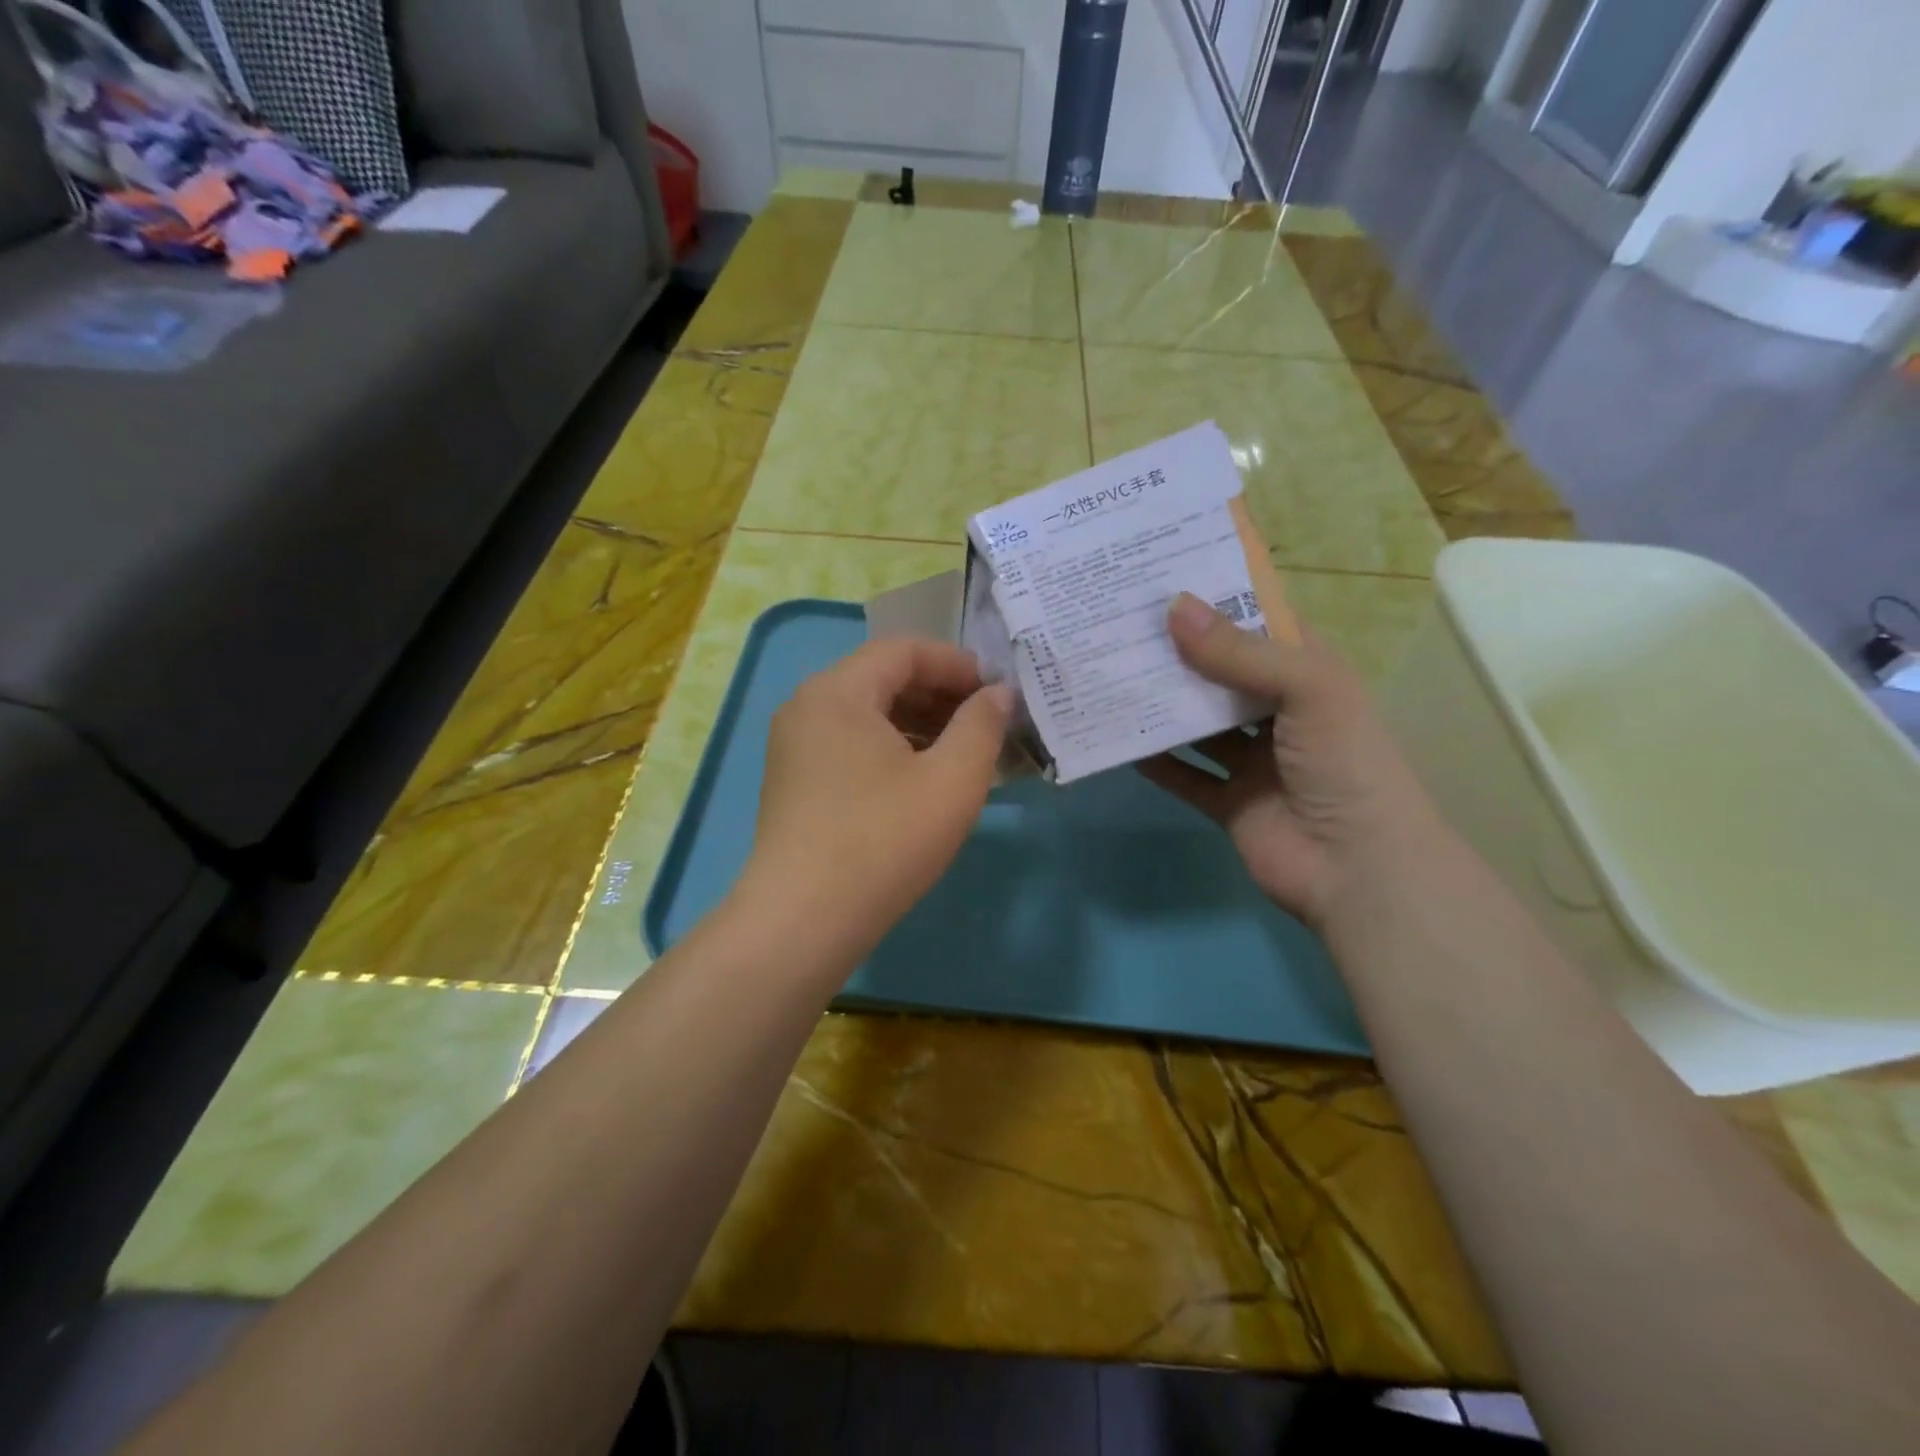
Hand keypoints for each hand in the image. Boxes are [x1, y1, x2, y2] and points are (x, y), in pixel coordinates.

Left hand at [739, 637, 1012, 958]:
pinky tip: (922, 780)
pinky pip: (850, 744)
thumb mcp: (952, 780)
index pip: (904, 650)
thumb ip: (982, 725)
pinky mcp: (794, 781)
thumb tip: (997, 694)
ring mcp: (794, 745)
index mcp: (838, 691)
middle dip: (940, 694)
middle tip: (986, 724)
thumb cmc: (884, 841)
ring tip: (962, 753)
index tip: (997, 693)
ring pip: (867, 713)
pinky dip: (891, 748)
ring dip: (918, 723)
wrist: (803, 921)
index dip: (957, 664)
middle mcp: (807, 706)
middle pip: (883, 678)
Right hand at [1139, 593, 1445, 929]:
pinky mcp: (1228, 801)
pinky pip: (1183, 775)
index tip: (1164, 579)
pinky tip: (1118, 739)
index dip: (1220, 601)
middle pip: (1220, 673)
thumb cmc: (1344, 764)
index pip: (1260, 625)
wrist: (1358, 870)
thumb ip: (1238, 652)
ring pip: (1197, 724)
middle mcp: (1279, 712)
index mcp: (1308, 676)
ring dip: (1160, 704)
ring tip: (1109, 673)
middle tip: (1120, 624)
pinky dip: (1154, 760)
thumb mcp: (1305, 690)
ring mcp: (1252, 761)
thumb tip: (1173, 607)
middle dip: (1177, 652)